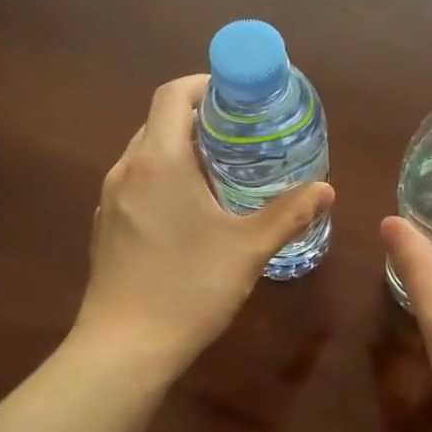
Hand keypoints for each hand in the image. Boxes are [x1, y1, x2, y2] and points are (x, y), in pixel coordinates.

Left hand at [75, 75, 333, 373]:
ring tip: (222, 172)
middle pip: (158, 122)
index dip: (204, 84)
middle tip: (242, 136)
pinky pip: (137, 184)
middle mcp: (127, 170)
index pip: (172, 95)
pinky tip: (191, 213)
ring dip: (181, 151)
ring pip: (146, 155)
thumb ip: (289, 214)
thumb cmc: (189, 288)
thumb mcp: (248, 249)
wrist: (124, 347)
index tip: (237, 96)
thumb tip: (326, 189)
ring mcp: (110, 200)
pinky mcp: (106, 227)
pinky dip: (164, 180)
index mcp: (159, 162)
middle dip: (199, 119)